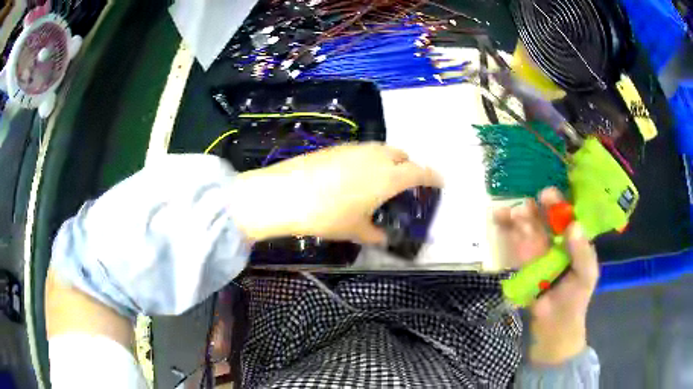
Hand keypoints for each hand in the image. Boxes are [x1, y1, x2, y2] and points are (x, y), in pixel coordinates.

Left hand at [229, 143, 442, 243]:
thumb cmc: (327, 215)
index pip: (420, 172)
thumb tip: (382, 238)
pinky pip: (362, 150)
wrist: (287, 193)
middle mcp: (376, 157)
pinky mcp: (337, 147)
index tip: (440, 181)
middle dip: (408, 166)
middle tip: (404, 183)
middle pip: (402, 155)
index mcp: (389, 177)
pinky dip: (368, 159)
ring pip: (381, 149)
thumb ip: (374, 234)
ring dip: (388, 160)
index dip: (433, 176)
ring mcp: (355, 148)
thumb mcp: (354, 229)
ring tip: (379, 178)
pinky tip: (354, 175)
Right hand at [494, 187, 598, 364]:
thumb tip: (573, 226)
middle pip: (543, 218)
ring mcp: (538, 251)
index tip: (545, 196)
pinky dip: (508, 232)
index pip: (566, 214)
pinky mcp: (524, 263)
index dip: (557, 202)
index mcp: (574, 238)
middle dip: (532, 210)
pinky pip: (516, 245)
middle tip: (522, 207)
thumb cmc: (576, 297)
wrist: (555, 324)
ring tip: (506, 214)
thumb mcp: (586, 274)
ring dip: (517, 220)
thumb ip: (582, 252)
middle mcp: (555, 240)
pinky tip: (499, 221)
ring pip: (527, 229)